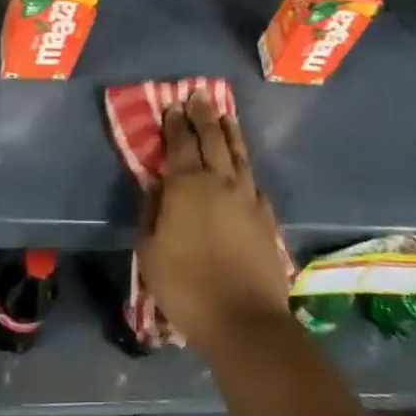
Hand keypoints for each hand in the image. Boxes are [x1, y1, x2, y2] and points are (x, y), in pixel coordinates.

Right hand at [136, 90, 289, 348]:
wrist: (244, 319)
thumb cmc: (186, 286)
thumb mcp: (150, 252)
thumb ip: (152, 212)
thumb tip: (157, 186)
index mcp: (187, 185)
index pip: (180, 143)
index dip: (176, 123)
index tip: (173, 105)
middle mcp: (219, 181)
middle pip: (212, 138)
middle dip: (204, 116)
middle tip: (199, 96)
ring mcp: (247, 196)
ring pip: (238, 154)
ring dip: (230, 132)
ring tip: (225, 116)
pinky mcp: (266, 216)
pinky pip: (253, 180)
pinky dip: (245, 165)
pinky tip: (244, 166)